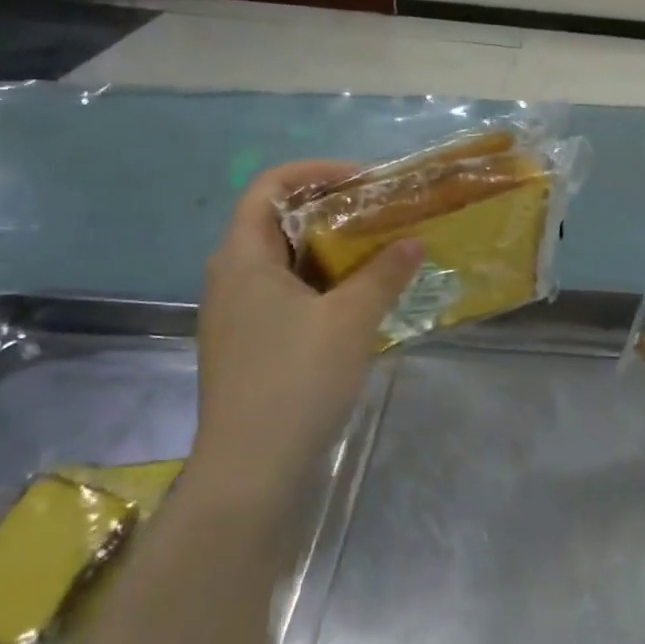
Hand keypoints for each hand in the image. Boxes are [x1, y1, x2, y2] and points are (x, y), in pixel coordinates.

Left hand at [189, 161, 420, 507]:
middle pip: (277, 220)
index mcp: (242, 257)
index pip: (270, 185)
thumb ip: (384, 274)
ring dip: (330, 249)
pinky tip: (358, 300)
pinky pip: (285, 293)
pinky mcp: (247, 343)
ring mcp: (236, 313)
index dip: (317, 172)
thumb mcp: (351, 320)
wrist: (251, 471)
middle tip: (381, 214)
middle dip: (331, 210)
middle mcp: (230, 276)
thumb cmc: (296, 380)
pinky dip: (321, 283)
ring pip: (284, 260)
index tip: (364, 181)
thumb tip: (414, 241)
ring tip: (378, 252)